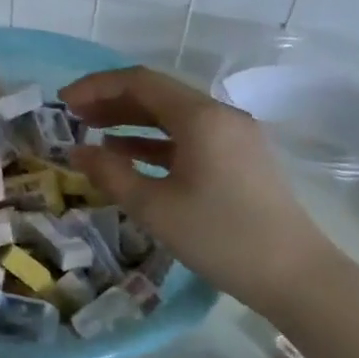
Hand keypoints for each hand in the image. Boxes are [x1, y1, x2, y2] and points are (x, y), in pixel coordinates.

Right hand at [61, 66, 334, 314]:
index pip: (140, 81)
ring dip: (131, 120)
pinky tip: (128, 154)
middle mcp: (219, 116)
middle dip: (111, 100)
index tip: (63, 101)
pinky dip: (154, 141)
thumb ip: (111, 173)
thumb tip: (77, 151)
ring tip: (92, 132)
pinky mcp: (239, 159)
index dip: (97, 86)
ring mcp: (234, 137)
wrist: (295, 276)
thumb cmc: (220, 237)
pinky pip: (189, 137)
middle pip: (157, 94)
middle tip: (72, 116)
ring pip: (172, 116)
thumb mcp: (154, 207)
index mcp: (200, 117)